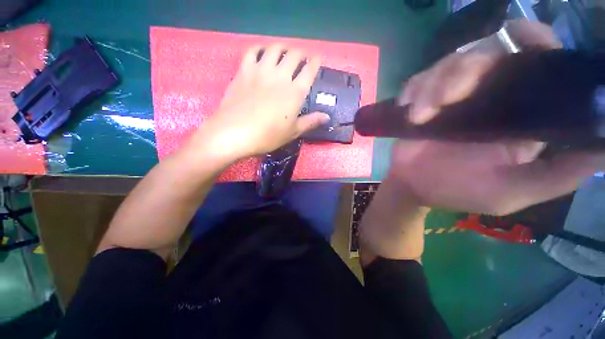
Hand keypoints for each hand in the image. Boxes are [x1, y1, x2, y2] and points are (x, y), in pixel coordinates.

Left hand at [195, 44, 329, 160]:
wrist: (235, 133)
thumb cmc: (267, 136)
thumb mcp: (292, 132)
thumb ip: (310, 122)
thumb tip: (327, 117)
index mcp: (295, 92)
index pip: (309, 71)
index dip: (316, 62)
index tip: (318, 59)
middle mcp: (280, 76)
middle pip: (294, 55)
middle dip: (301, 53)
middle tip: (302, 58)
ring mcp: (261, 71)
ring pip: (275, 49)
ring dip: (283, 48)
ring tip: (285, 52)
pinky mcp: (244, 71)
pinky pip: (253, 51)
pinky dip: (260, 48)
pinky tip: (262, 53)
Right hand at [389, 19, 604, 214]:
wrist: (413, 187)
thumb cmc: (458, 191)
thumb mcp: (513, 191)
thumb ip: (558, 175)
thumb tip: (603, 147)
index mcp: (520, 113)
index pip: (537, 60)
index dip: (534, 40)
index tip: (519, 36)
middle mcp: (489, 96)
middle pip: (486, 53)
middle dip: (462, 71)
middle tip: (443, 101)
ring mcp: (453, 97)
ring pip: (448, 64)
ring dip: (431, 87)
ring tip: (419, 115)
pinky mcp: (423, 102)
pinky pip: (418, 81)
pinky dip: (413, 90)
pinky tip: (408, 108)